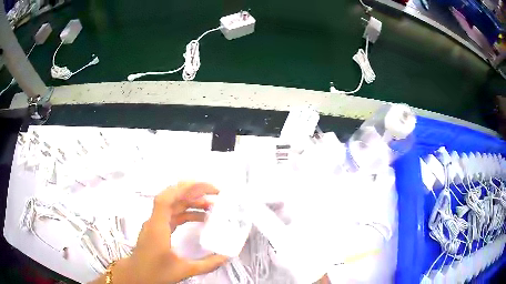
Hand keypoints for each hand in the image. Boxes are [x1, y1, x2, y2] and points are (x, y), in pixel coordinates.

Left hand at [91, 182, 227, 283]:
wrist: (136, 276)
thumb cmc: (155, 273)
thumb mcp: (184, 271)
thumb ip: (207, 264)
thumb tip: (226, 257)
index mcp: (158, 227)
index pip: (166, 199)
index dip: (184, 189)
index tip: (204, 188)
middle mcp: (155, 221)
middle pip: (172, 198)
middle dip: (193, 192)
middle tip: (214, 194)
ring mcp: (156, 224)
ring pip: (173, 206)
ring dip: (191, 202)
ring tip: (212, 206)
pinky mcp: (158, 229)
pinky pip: (173, 215)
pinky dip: (187, 212)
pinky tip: (200, 218)